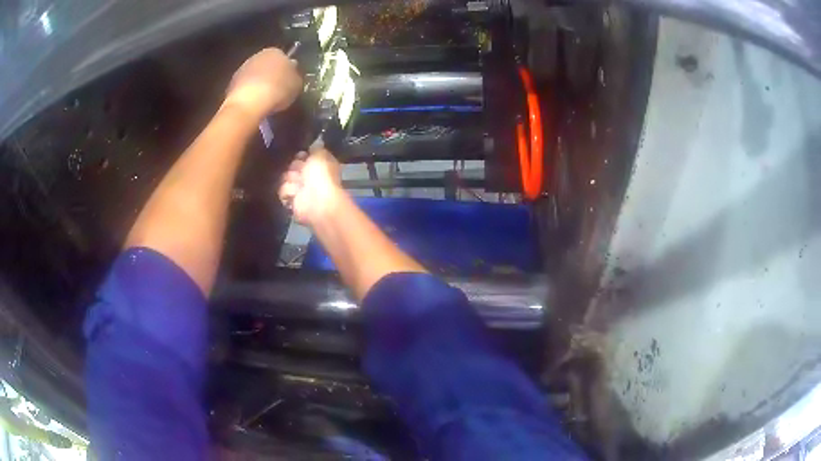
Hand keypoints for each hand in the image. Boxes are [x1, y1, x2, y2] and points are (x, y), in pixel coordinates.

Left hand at [223, 48, 301, 121]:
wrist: (249, 103)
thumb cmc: (277, 89)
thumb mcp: (297, 84)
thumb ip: (295, 76)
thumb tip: (291, 73)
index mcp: (275, 51)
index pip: (284, 57)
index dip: (287, 69)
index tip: (289, 81)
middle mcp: (257, 55)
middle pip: (267, 65)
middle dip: (271, 75)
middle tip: (277, 90)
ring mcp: (242, 69)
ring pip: (255, 75)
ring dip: (259, 83)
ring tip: (265, 99)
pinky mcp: (232, 83)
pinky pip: (245, 86)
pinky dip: (249, 93)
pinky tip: (254, 103)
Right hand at [279, 147, 342, 225]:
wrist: (317, 200)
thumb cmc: (322, 175)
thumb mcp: (320, 154)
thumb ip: (316, 147)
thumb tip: (314, 144)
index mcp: (319, 164)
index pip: (303, 155)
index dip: (301, 155)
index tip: (301, 156)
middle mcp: (309, 175)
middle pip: (292, 165)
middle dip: (295, 167)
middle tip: (300, 172)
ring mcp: (300, 188)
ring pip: (285, 177)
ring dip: (291, 180)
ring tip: (299, 185)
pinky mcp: (291, 200)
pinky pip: (282, 191)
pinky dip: (288, 191)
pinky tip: (296, 194)